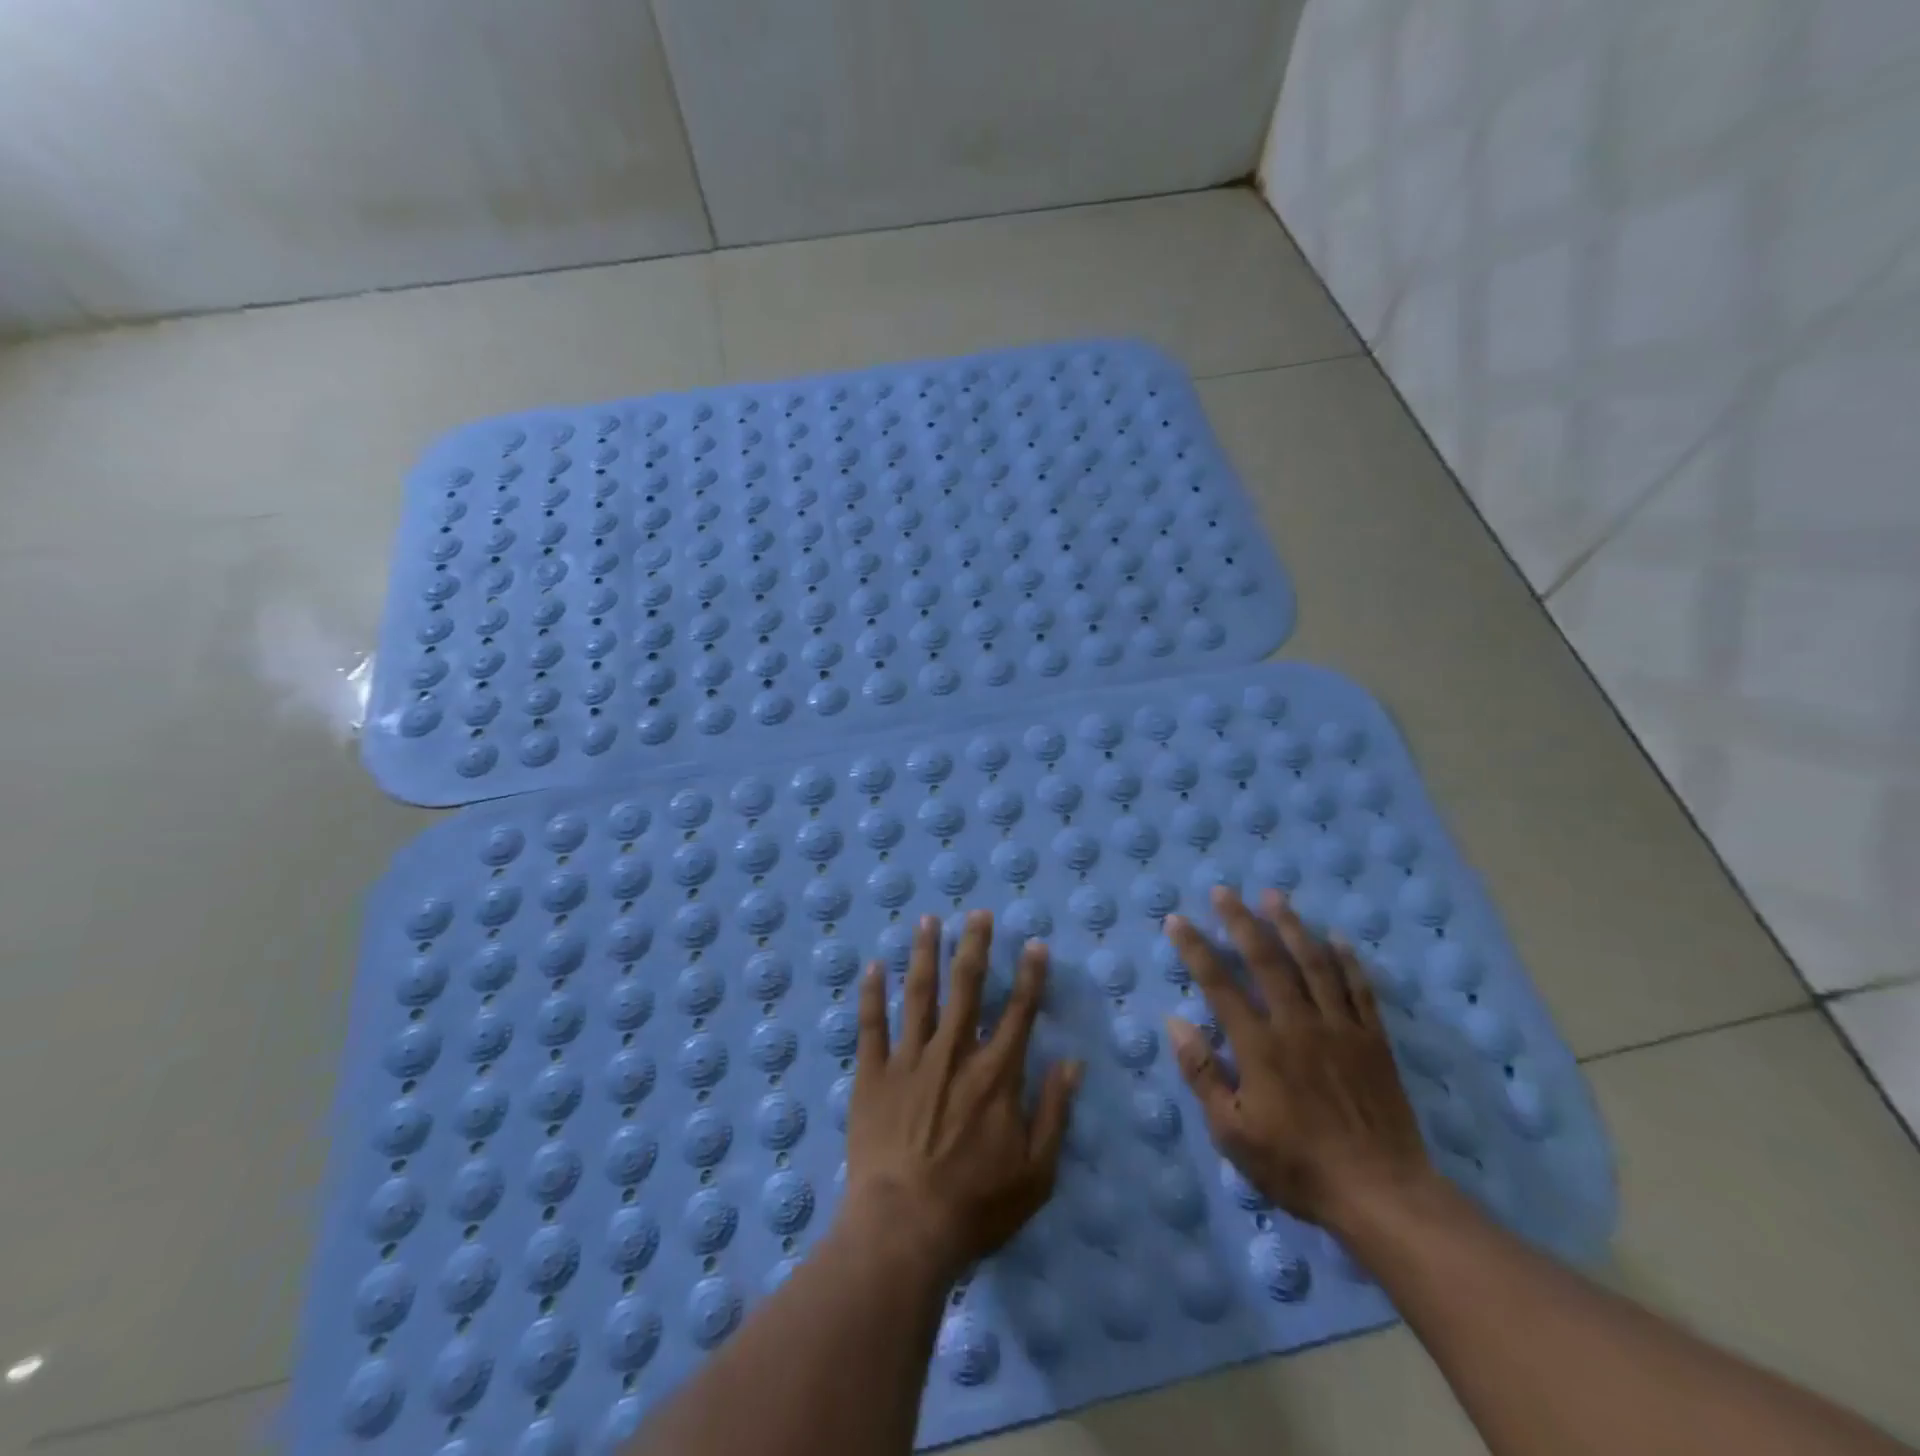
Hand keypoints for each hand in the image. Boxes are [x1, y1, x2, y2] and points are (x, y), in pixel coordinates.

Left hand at [844, 910, 1083, 1279]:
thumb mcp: (1036, 1172)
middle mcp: (954, 1053)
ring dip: (925, 954)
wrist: (904, 1230)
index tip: (1034, 944)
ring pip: (919, 994)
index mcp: (995, 1074)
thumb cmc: (976, 1206)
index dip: (1030, 976)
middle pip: (966, 987)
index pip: (1018, 1012)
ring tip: (928, 920)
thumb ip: (1055, 1113)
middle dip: (974, 946)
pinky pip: (871, 1025)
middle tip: (977, 912)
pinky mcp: (873, 1075)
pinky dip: (871, 994)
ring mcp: (909, 1060)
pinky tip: (873, 965)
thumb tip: (1072, 1063)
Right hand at [1165, 887, 1431, 1230]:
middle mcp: (1297, 1024)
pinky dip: (1347, 960)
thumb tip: (1176, 1022)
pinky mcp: (1374, 1041)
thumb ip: (1202, 1074)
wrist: (1383, 1195)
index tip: (1176, 920)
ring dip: (1291, 926)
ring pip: (1313, 963)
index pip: (1218, 984)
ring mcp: (1340, 1028)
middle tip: (1224, 891)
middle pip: (1266, 960)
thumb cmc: (1298, 1167)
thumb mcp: (1233, 1133)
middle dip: (1241, 921)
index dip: (1195, 948)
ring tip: (1274, 896)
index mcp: (1259, 1046)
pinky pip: (1360, 989)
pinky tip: (1336, 938)